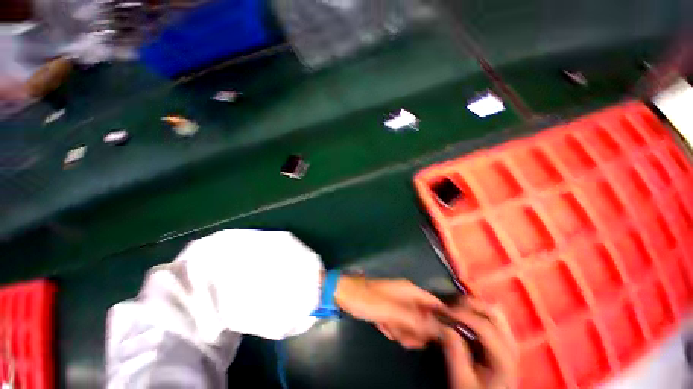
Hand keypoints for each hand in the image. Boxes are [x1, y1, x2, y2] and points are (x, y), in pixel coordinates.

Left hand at [334, 275, 443, 348]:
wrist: (346, 295)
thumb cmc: (368, 299)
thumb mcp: (392, 311)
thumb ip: (416, 320)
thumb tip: (441, 329)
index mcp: (410, 290)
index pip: (435, 304)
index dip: (442, 319)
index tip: (442, 337)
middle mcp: (407, 296)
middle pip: (424, 318)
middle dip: (417, 331)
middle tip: (406, 336)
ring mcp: (398, 304)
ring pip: (412, 324)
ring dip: (404, 332)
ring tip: (392, 330)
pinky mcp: (389, 311)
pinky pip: (400, 325)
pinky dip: (395, 330)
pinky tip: (386, 329)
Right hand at [439, 299, 517, 388]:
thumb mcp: (461, 379)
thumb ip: (454, 353)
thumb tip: (443, 325)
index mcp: (503, 358)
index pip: (483, 326)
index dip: (461, 314)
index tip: (442, 311)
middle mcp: (511, 346)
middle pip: (494, 313)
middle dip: (470, 305)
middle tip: (451, 307)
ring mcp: (510, 342)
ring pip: (495, 312)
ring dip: (475, 307)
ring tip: (456, 309)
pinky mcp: (504, 342)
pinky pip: (493, 318)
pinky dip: (478, 312)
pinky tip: (465, 316)